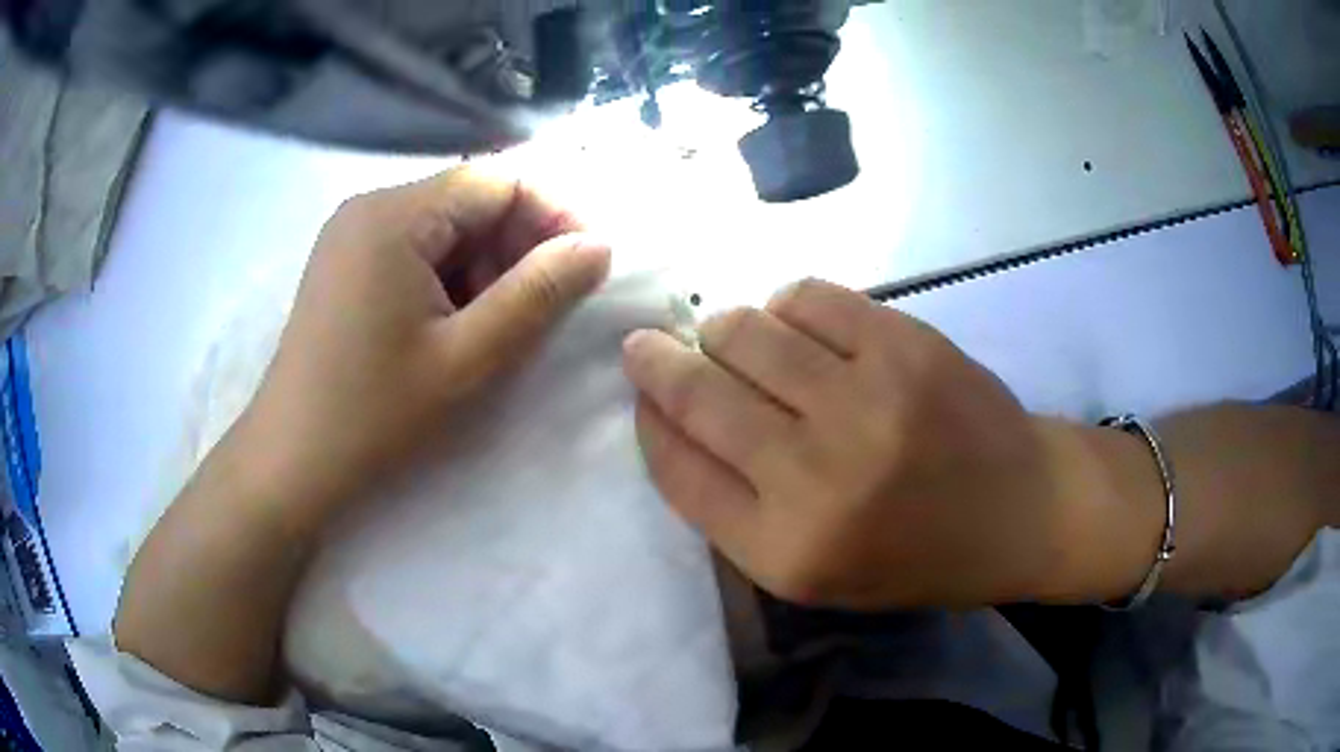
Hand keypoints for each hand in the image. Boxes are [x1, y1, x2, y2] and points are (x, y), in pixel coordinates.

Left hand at [239, 167, 610, 528]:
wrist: (291, 462)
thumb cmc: (374, 415)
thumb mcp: (468, 358)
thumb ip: (539, 294)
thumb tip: (598, 245)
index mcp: (394, 216)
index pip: (497, 179)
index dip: (554, 211)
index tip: (588, 263)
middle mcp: (370, 207)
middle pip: (470, 198)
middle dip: (520, 242)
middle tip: (550, 303)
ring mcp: (353, 234)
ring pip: (446, 226)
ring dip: (487, 265)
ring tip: (502, 324)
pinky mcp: (347, 263)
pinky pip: (417, 249)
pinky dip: (452, 278)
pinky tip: (458, 325)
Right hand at [623, 279, 1154, 608]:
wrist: (1021, 510)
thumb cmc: (916, 556)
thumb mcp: (814, 574)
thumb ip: (736, 511)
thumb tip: (672, 421)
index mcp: (785, 551)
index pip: (677, 469)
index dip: (647, 422)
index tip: (639, 394)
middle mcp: (815, 477)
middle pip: (698, 394)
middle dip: (656, 361)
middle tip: (646, 345)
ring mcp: (865, 400)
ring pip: (744, 332)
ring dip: (723, 332)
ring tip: (734, 341)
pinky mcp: (904, 343)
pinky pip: (807, 298)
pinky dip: (786, 307)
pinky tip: (798, 327)